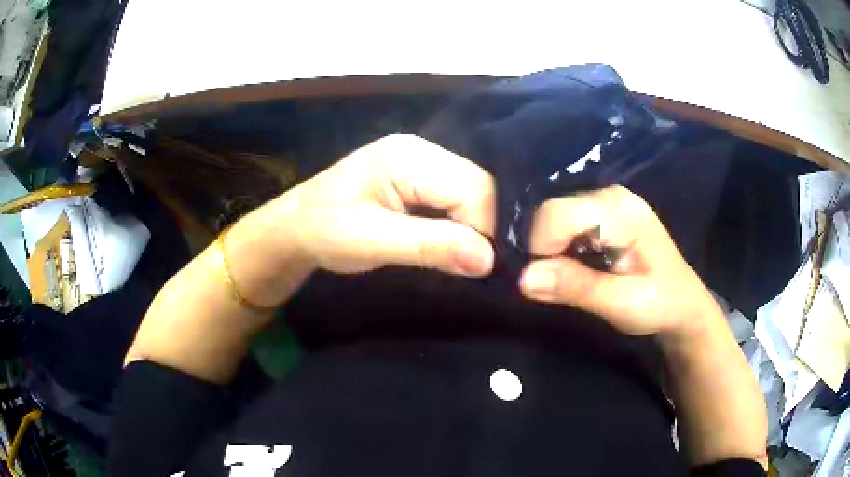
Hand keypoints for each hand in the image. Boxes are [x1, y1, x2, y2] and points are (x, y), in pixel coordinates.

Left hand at [276, 134, 495, 276]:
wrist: (296, 226)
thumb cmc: (323, 231)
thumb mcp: (371, 241)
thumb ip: (430, 246)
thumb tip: (488, 260)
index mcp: (408, 157)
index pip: (474, 188)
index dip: (488, 229)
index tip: (486, 268)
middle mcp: (423, 150)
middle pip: (480, 186)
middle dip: (486, 228)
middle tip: (480, 267)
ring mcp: (423, 162)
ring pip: (474, 193)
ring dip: (476, 228)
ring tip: (470, 260)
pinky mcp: (421, 179)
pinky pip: (459, 199)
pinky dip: (464, 225)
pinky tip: (458, 245)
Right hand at [518, 186, 721, 338]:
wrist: (682, 304)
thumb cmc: (659, 305)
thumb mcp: (621, 304)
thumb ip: (576, 287)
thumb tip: (523, 278)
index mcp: (621, 211)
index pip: (556, 214)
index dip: (541, 249)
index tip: (549, 284)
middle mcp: (610, 195)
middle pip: (553, 213)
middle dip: (546, 251)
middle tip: (563, 285)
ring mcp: (606, 201)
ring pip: (555, 218)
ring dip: (553, 252)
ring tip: (575, 278)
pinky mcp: (603, 213)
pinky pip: (565, 224)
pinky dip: (562, 249)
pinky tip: (580, 267)